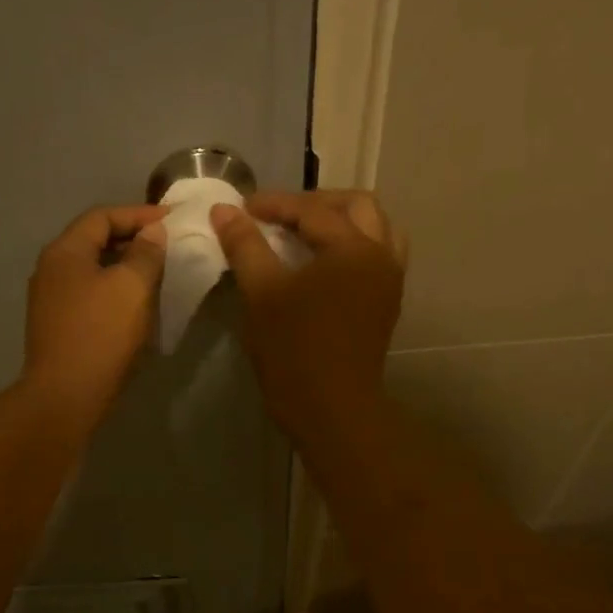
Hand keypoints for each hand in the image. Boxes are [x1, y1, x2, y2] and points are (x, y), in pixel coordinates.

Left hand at [22, 204, 167, 412]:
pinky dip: (113, 289)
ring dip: (123, 265)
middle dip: (131, 238)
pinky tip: (135, 302)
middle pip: (93, 240)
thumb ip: (146, 253)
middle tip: (166, 244)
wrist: (65, 396)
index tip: (172, 220)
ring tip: (156, 271)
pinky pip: (88, 293)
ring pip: (92, 269)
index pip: (102, 216)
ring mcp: (50, 299)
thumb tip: (152, 233)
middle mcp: (51, 269)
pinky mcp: (57, 325)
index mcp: (64, 251)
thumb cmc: (101, 334)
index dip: (138, 214)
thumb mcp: (132, 287)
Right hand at [210, 189, 406, 437]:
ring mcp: (389, 280)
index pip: (312, 210)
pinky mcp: (386, 303)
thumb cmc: (293, 349)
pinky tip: (322, 262)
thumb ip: (245, 246)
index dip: (273, 204)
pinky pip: (377, 254)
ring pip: (374, 228)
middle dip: (314, 203)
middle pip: (356, 205)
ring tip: (304, 232)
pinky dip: (352, 245)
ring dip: (341, 220)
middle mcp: (381, 255)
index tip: (240, 208)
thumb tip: (223, 209)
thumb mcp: (262, 293)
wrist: (331, 409)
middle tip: (277, 215)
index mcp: (354, 248)